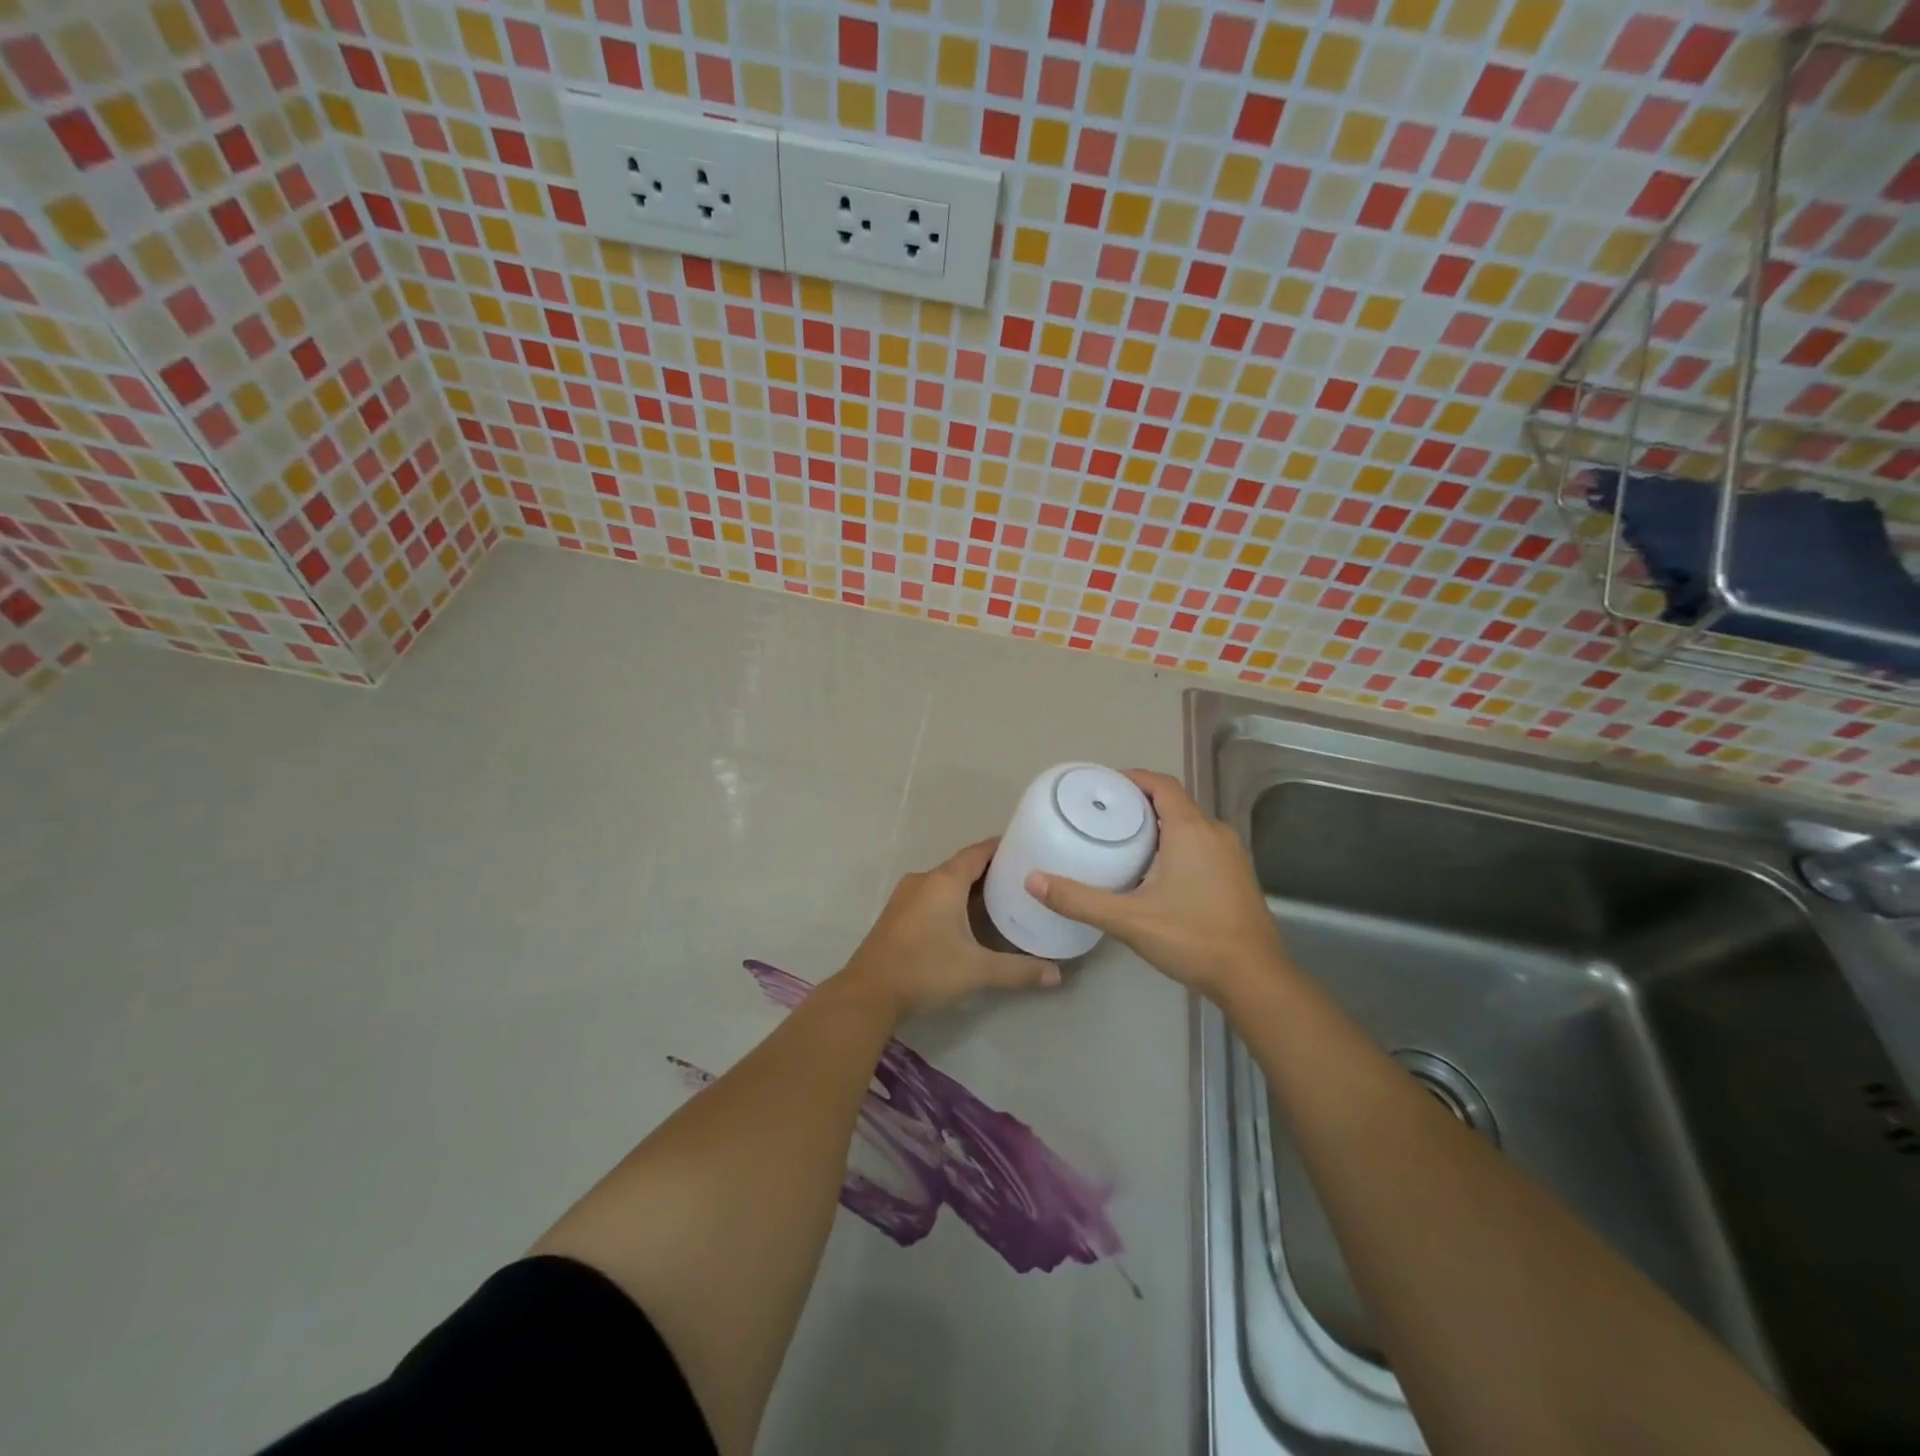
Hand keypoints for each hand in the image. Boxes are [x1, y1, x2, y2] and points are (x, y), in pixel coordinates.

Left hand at [838, 838, 1058, 1020]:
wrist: (868, 993)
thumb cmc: (926, 970)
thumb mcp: (978, 971)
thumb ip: (1019, 970)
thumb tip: (1057, 975)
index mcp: (944, 881)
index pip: (978, 852)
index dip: (1001, 848)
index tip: (1025, 847)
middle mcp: (924, 880)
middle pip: (961, 866)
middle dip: (989, 870)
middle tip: (1020, 879)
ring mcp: (905, 896)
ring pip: (944, 882)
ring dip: (968, 887)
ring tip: (999, 898)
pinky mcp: (896, 915)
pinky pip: (930, 896)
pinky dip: (951, 899)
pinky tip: (965, 919)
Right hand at [1025, 770, 1288, 1001]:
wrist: (1254, 978)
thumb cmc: (1192, 938)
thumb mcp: (1128, 919)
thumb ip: (1079, 899)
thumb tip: (1033, 880)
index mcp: (1191, 830)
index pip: (1161, 784)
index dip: (1132, 779)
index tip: (1102, 787)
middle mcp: (1214, 833)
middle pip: (1173, 803)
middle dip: (1139, 805)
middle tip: (1102, 818)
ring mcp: (1231, 855)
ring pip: (1188, 826)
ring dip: (1158, 827)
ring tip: (1121, 843)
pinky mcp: (1237, 876)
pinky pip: (1201, 845)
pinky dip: (1176, 845)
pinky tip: (1154, 873)